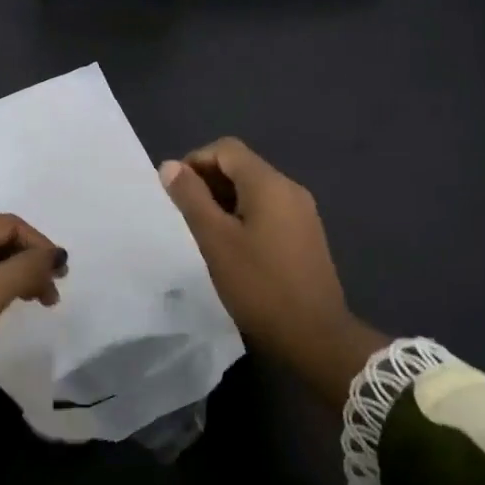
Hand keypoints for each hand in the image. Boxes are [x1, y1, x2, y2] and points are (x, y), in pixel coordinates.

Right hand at [160, 138, 387, 403]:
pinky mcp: (306, 236)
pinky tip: (231, 247)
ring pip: (255, 190)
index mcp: (269, 184)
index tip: (174, 192)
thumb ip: (191, 199)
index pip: (226, 149)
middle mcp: (290, 189)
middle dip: (208, 181)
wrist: (314, 335)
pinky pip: (269, 210)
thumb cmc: (258, 285)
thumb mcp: (215, 240)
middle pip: (242, 166)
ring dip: (224, 200)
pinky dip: (244, 216)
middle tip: (184, 215)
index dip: (195, 161)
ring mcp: (302, 213)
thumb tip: (170, 166)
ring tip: (203, 232)